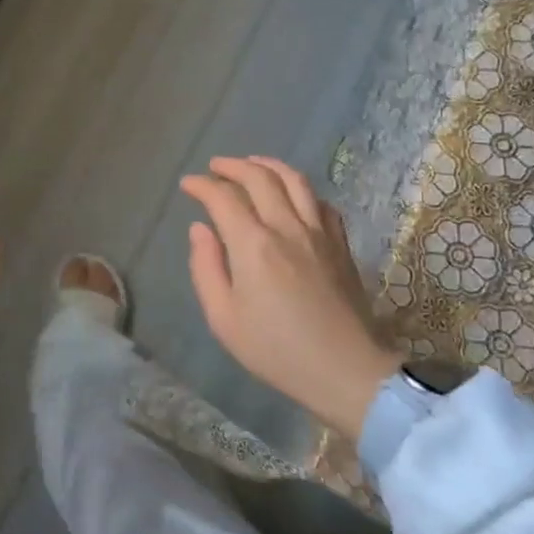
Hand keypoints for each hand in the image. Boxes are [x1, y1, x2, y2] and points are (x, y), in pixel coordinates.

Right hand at [180, 157, 399, 440]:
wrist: (346, 371)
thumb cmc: (276, 350)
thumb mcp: (223, 318)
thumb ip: (206, 268)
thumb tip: (200, 230)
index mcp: (254, 245)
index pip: (223, 198)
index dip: (202, 186)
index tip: (188, 184)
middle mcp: (287, 227)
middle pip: (260, 177)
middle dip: (233, 166)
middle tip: (215, 166)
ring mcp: (319, 233)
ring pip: (295, 181)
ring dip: (269, 165)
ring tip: (252, 163)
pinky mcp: (341, 245)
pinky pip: (321, 202)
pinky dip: (301, 189)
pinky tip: (293, 194)